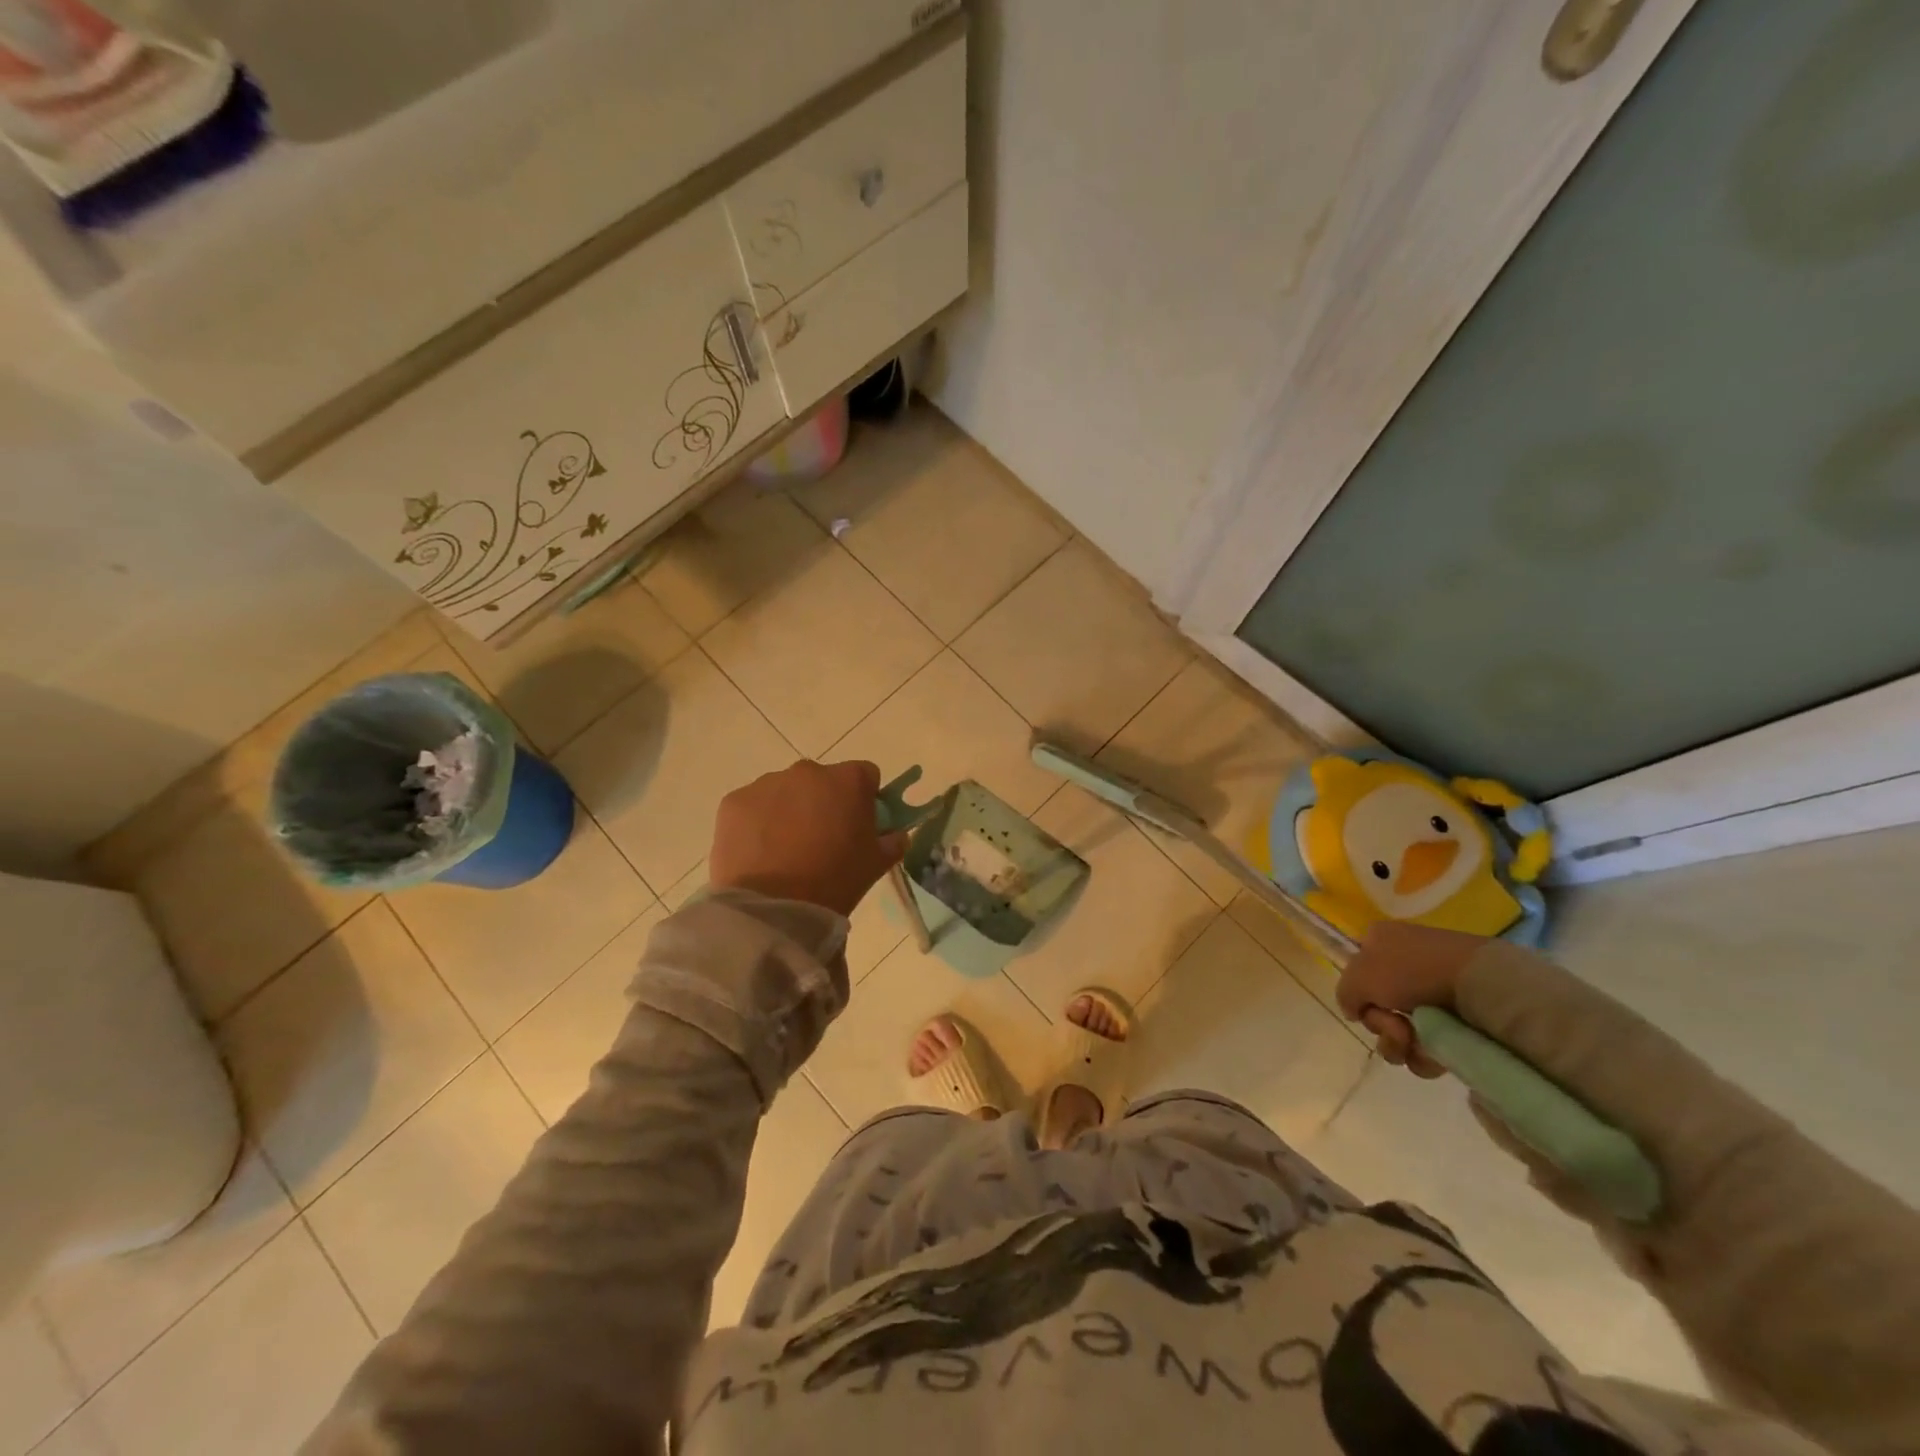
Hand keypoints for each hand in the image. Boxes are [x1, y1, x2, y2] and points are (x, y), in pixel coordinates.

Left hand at [709, 759, 908, 916]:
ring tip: (785, 851)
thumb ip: (892, 841)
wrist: (773, 907)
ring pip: (785, 791)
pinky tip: (759, 854)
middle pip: (822, 781)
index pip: (865, 775)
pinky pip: (753, 806)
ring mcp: (767, 783)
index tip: (859, 824)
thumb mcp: (876, 864)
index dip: (865, 798)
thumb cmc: (835, 881)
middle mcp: (807, 771)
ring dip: (789, 811)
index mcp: (848, 780)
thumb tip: (895, 834)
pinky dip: (757, 823)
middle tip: (821, 841)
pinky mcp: (734, 801)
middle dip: (823, 802)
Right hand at [1335, 922, 1489, 1078]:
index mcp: (1380, 941)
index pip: (1357, 971)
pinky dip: (1424, 1054)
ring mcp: (1433, 992)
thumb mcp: (1359, 977)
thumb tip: (1355, 1011)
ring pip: (1400, 1030)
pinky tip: (1433, 1052)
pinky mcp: (1458, 1019)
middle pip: (1377, 1006)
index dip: (1358, 994)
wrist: (1479, 983)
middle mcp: (1405, 963)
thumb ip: (1345, 994)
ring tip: (1414, 1041)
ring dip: (1398, 1043)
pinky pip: (1428, 1044)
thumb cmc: (1411, 970)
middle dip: (1381, 1024)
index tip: (1365, 1005)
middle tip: (1395, 1024)